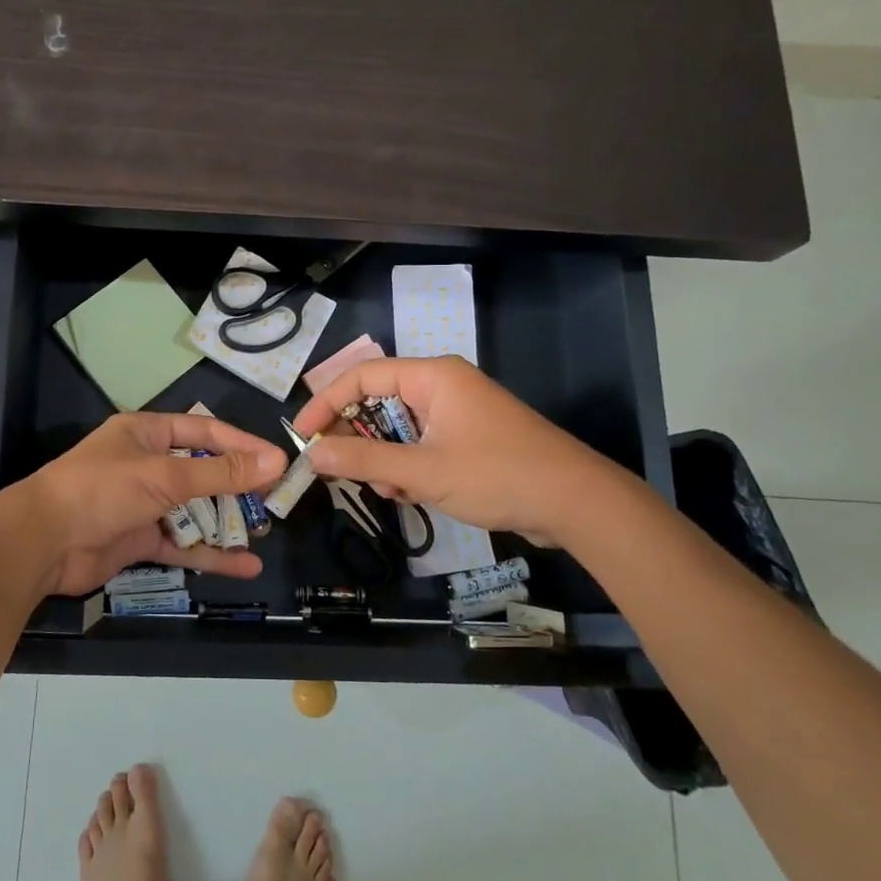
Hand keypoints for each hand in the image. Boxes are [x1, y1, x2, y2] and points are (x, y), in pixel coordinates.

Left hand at [17, 412, 287, 596]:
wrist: (42, 543)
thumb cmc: (102, 490)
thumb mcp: (164, 476)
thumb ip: (221, 472)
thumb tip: (275, 460)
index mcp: (146, 434)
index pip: (205, 432)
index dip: (242, 445)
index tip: (277, 461)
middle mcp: (146, 464)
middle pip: (202, 472)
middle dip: (237, 487)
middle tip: (276, 500)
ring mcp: (142, 504)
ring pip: (194, 510)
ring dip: (226, 522)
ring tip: (264, 532)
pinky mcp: (138, 539)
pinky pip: (182, 544)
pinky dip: (209, 554)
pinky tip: (244, 566)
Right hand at [292, 356, 614, 545]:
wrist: (578, 504)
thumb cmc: (498, 475)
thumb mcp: (422, 471)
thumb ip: (364, 460)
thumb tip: (313, 454)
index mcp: (433, 376)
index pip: (362, 376)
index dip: (325, 403)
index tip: (302, 435)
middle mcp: (443, 386)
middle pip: (379, 402)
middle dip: (359, 438)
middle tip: (341, 470)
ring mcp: (459, 413)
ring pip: (399, 429)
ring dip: (385, 460)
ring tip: (392, 491)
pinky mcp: (470, 438)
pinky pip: (421, 444)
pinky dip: (409, 467)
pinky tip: (413, 495)